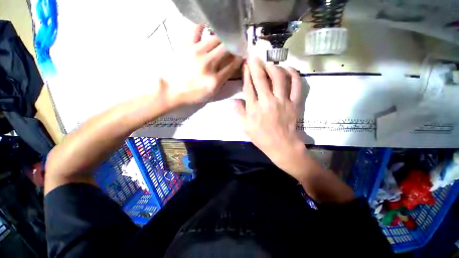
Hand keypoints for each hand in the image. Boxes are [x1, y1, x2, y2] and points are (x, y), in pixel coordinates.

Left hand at [162, 25, 241, 106]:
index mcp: (215, 80)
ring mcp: (197, 53)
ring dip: (223, 38)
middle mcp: (208, 65)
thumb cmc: (193, 95)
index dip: (240, 58)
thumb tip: (231, 66)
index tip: (242, 54)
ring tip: (223, 40)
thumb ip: (222, 80)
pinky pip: (196, 29)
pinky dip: (203, 27)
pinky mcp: (186, 46)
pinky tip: (207, 30)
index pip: (233, 65)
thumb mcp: (211, 93)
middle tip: (235, 46)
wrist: (173, 91)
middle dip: (234, 46)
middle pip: (227, 49)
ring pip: (216, 38)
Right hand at [234, 57, 306, 178]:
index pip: (248, 87)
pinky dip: (293, 75)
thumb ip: (239, 112)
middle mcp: (267, 101)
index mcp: (254, 108)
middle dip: (256, 65)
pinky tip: (288, 69)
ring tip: (269, 63)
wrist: (281, 145)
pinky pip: (296, 85)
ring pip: (278, 78)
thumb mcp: (245, 127)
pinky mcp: (294, 103)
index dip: (246, 74)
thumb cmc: (261, 137)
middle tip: (254, 56)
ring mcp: (282, 101)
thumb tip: (233, 100)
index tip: (245, 65)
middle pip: (261, 79)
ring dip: (273, 68)